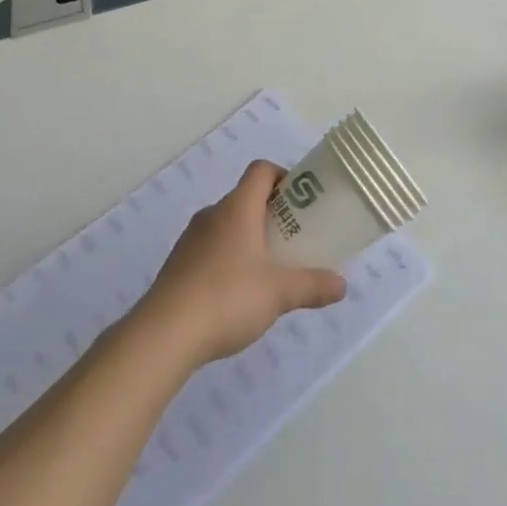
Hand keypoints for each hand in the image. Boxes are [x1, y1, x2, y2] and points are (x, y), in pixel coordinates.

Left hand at [140, 162, 347, 365]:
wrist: (164, 335)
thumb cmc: (227, 298)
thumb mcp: (278, 293)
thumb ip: (312, 285)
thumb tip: (342, 285)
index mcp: (238, 208)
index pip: (261, 170)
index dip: (283, 176)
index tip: (302, 199)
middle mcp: (213, 214)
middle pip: (245, 198)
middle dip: (271, 213)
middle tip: (293, 238)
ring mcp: (191, 239)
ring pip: (227, 225)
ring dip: (248, 237)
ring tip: (268, 268)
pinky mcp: (178, 265)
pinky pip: (210, 248)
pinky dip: (228, 258)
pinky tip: (237, 293)